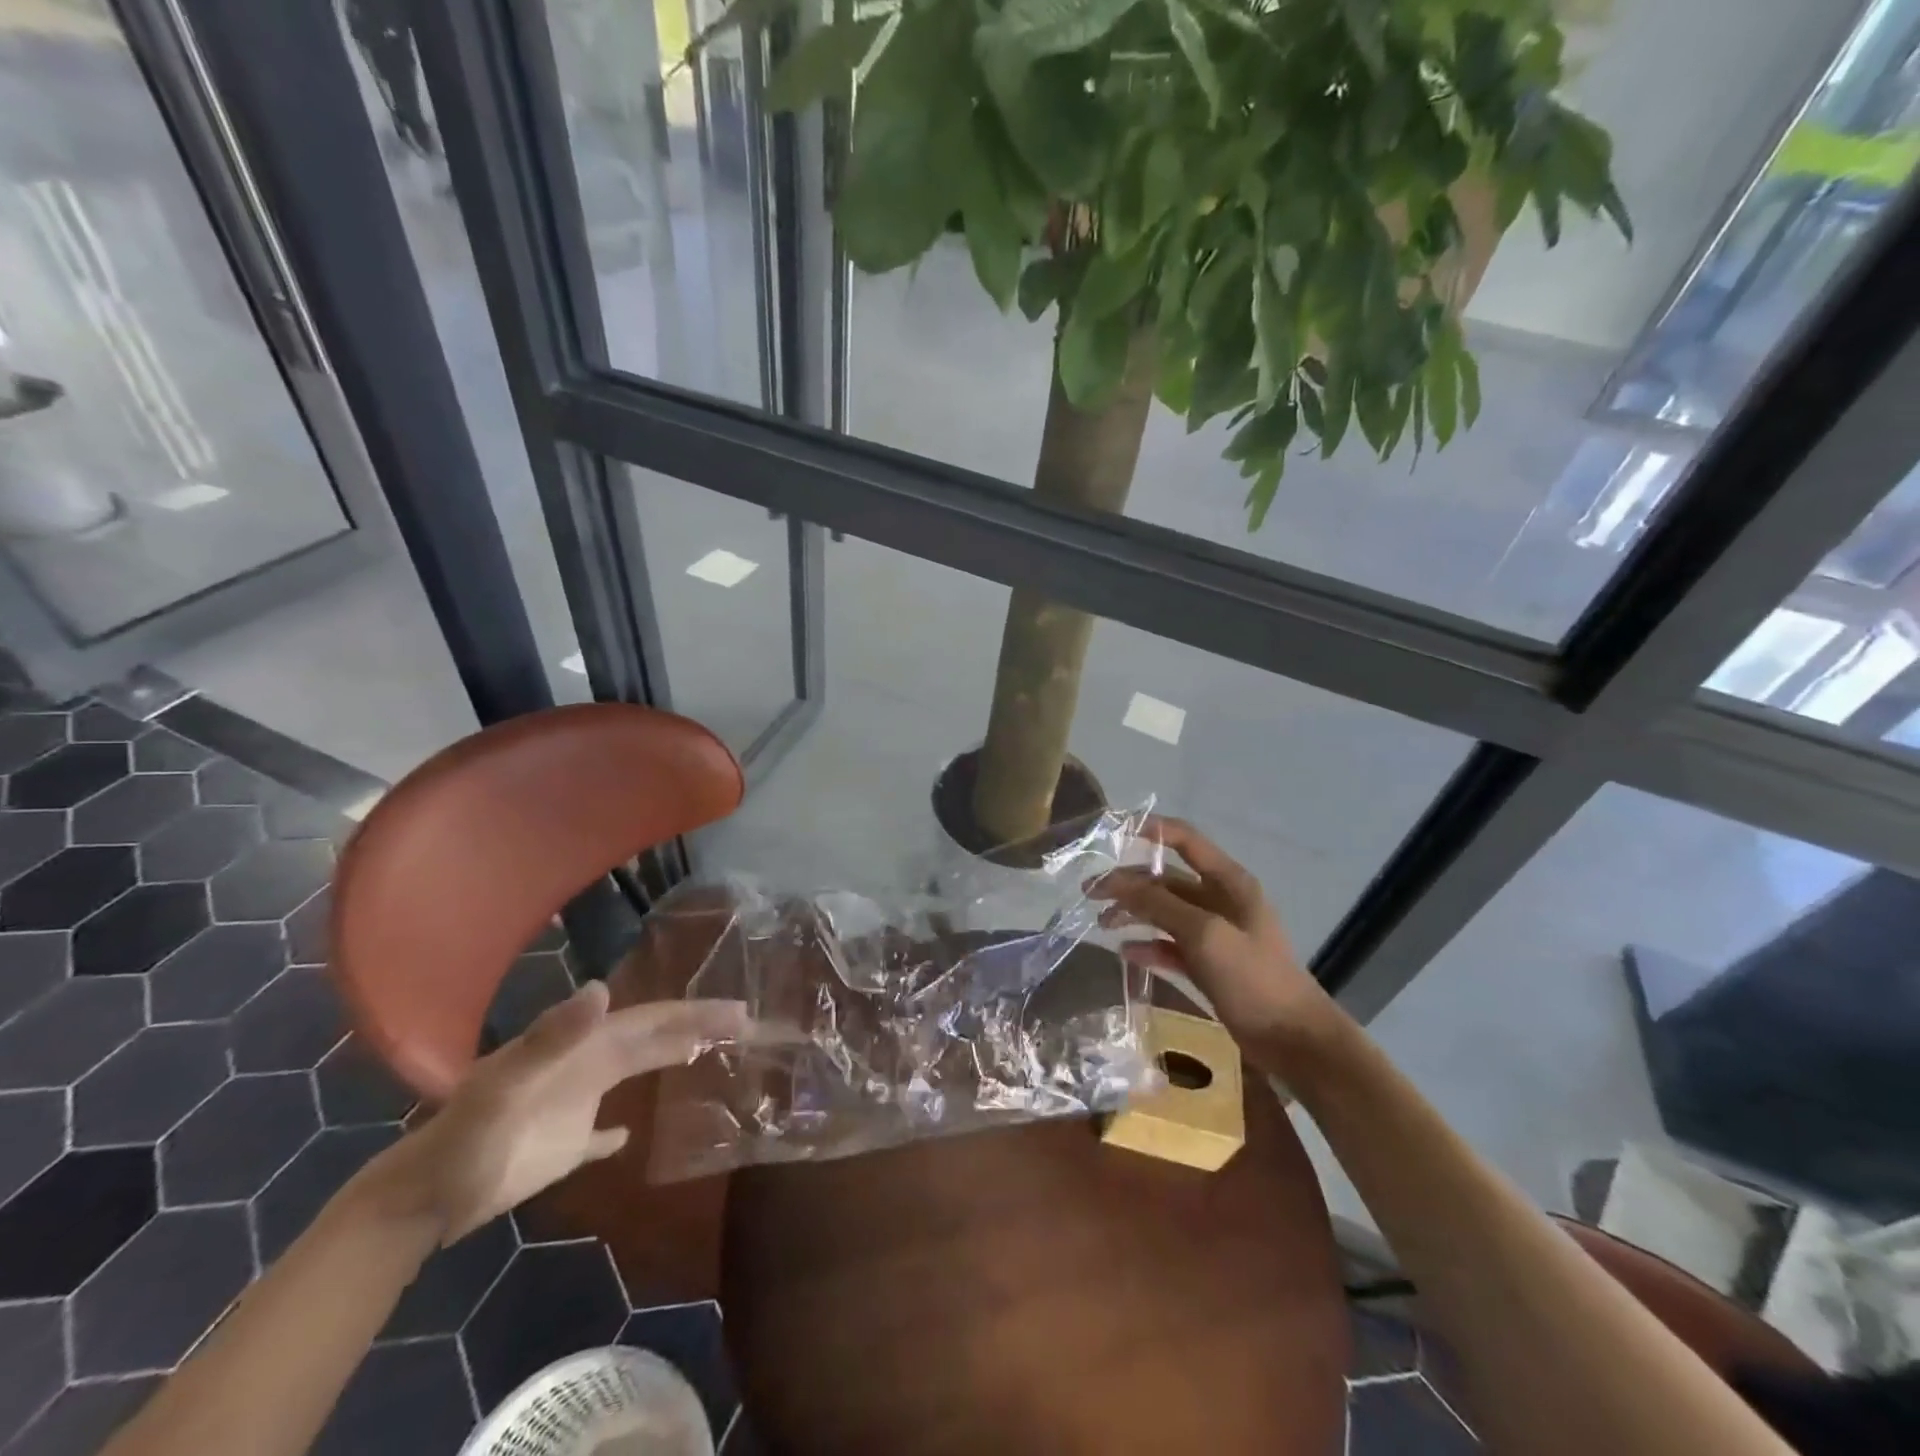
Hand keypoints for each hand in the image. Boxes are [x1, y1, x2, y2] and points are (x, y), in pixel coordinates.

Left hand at [369, 982, 750, 1240]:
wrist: (421, 1199)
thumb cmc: (468, 1137)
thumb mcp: (507, 1082)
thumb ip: (552, 1035)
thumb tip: (603, 988)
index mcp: (584, 1045)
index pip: (652, 1018)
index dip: (695, 1011)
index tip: (737, 1010)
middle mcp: (587, 1064)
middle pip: (654, 1038)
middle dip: (699, 1026)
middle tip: (747, 1024)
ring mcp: (576, 1104)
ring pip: (637, 1071)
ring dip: (674, 1058)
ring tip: (712, 1054)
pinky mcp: (563, 1146)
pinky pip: (602, 1133)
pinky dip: (620, 1130)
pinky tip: (632, 1134)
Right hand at [1090, 816, 1347, 1068]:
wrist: (1294, 1041)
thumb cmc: (1253, 978)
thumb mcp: (1205, 935)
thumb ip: (1160, 904)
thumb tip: (1117, 881)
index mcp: (1228, 882)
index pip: (1185, 840)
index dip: (1150, 831)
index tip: (1112, 834)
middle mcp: (1221, 901)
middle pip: (1166, 880)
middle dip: (1129, 882)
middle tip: (1089, 893)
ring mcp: (1215, 934)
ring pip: (1165, 913)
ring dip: (1134, 913)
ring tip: (1102, 924)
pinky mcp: (1210, 965)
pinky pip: (1171, 946)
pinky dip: (1149, 946)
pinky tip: (1126, 953)